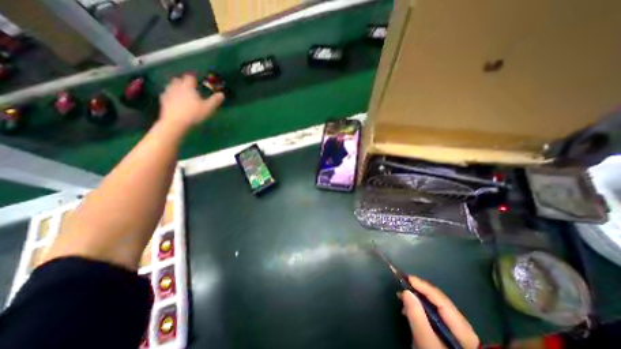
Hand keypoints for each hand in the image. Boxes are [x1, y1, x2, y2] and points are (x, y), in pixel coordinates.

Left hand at [158, 75, 224, 129]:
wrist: (175, 123)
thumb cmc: (194, 114)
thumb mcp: (208, 108)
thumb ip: (215, 100)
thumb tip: (222, 94)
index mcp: (188, 87)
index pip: (190, 77)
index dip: (194, 78)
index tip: (197, 82)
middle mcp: (177, 87)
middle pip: (178, 80)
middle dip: (183, 82)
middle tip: (189, 87)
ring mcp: (168, 93)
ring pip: (171, 86)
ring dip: (176, 87)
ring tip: (181, 93)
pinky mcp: (163, 101)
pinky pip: (166, 95)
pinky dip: (170, 95)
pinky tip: (174, 100)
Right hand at [397, 276, 479, 346]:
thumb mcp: (426, 341)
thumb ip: (417, 317)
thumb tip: (406, 291)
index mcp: (461, 327)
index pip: (439, 298)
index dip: (422, 285)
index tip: (406, 277)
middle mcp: (461, 325)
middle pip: (437, 300)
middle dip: (418, 291)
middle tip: (401, 286)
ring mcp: (456, 330)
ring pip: (434, 306)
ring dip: (417, 299)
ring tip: (402, 298)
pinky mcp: (448, 334)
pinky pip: (434, 314)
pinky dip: (421, 309)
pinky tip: (411, 311)